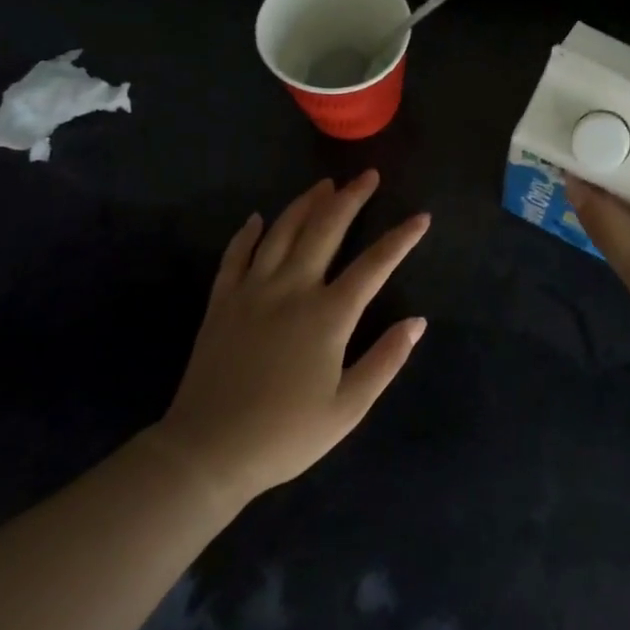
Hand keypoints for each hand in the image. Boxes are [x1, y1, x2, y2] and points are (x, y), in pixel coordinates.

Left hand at [156, 172, 429, 501]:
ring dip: (305, 204)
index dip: (401, 238)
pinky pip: (235, 256)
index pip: (375, 265)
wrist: (207, 452)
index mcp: (328, 315)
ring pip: (282, 232)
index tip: (421, 217)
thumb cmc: (285, 434)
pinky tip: (257, 218)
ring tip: (324, 185)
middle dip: (350, 199)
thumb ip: (386, 360)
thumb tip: (418, 322)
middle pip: (325, 230)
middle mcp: (292, 290)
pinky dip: (247, 233)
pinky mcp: (222, 302)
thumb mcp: (348, 408)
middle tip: (367, 176)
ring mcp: (253, 291)